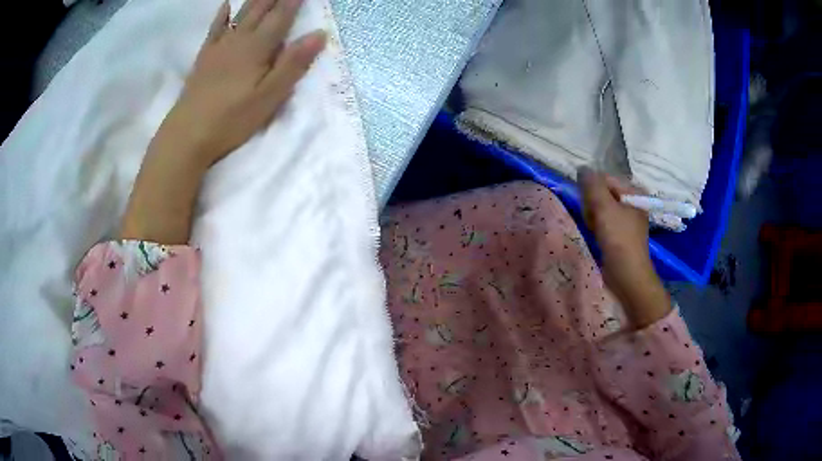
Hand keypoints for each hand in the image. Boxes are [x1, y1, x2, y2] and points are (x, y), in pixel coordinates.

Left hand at [120, 0, 325, 243]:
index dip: (294, 1)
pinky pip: (215, 29)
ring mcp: (219, 47)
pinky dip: (222, 14)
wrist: (187, 135)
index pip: (281, 17)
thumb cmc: (231, 119)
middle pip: (260, 10)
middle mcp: (238, 40)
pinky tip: (226, 5)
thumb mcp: (269, 96)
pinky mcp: (204, 58)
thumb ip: (293, 64)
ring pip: (240, 14)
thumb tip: (319, 34)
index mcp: (257, 48)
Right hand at [578, 167, 671, 328]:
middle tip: (593, 219)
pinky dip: (597, 226)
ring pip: (600, 207)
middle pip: (602, 192)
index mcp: (634, 192)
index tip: (589, 205)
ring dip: (593, 216)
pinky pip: (603, 221)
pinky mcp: (620, 233)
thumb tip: (582, 168)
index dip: (592, 189)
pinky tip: (596, 234)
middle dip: (592, 204)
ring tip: (594, 228)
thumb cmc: (619, 239)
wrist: (627, 275)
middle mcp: (632, 202)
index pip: (605, 178)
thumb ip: (592, 185)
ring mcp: (626, 219)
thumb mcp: (604, 208)